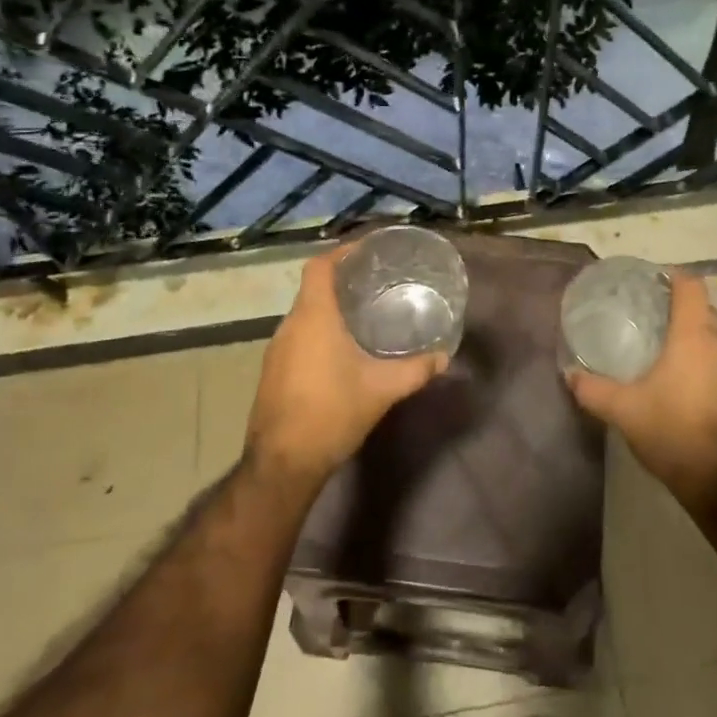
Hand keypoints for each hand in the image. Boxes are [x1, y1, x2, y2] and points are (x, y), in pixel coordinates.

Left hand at [245, 243, 448, 484]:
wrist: (283, 464)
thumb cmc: (332, 413)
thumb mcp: (382, 389)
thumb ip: (416, 369)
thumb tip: (444, 357)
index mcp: (313, 317)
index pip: (319, 267)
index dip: (341, 252)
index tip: (367, 252)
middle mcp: (289, 326)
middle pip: (313, 290)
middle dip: (342, 283)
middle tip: (376, 284)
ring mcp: (276, 351)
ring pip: (304, 316)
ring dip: (330, 310)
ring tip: (364, 315)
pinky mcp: (273, 373)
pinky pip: (298, 338)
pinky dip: (319, 333)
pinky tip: (343, 352)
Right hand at [565, 270, 716, 510]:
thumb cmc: (673, 431)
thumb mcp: (624, 410)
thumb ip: (593, 389)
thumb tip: (569, 374)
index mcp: (695, 337)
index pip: (692, 286)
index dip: (672, 277)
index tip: (649, 281)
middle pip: (703, 310)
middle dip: (678, 307)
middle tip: (646, 315)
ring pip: (713, 339)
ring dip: (691, 337)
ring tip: (659, 347)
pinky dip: (700, 362)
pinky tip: (678, 381)